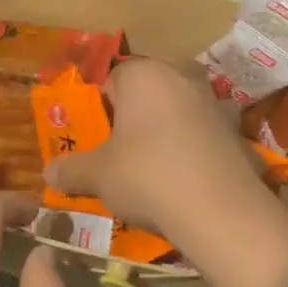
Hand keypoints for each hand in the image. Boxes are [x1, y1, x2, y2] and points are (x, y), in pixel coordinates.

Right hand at [43, 57, 275, 250]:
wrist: (221, 212)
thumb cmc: (147, 176)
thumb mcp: (98, 176)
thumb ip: (71, 170)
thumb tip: (48, 173)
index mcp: (145, 74)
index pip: (113, 79)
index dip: (101, 109)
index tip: (97, 139)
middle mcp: (182, 77)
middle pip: (150, 91)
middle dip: (137, 115)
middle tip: (123, 151)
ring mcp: (216, 103)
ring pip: (180, 110)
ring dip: (168, 129)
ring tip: (155, 167)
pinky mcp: (239, 132)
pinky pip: (206, 135)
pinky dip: (195, 149)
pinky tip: (187, 180)